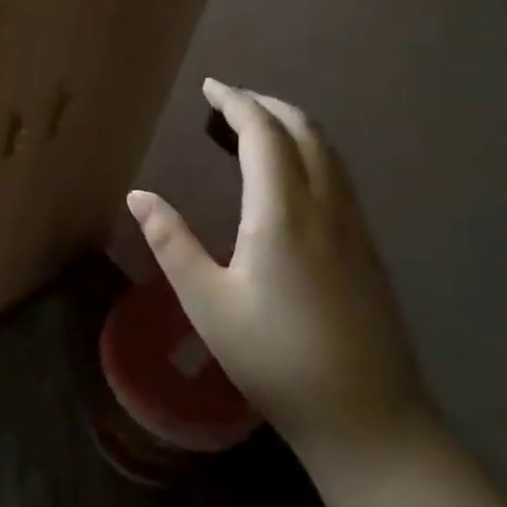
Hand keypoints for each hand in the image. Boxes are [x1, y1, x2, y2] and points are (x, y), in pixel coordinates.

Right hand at [126, 79, 433, 468]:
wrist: (368, 419)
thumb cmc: (275, 360)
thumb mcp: (208, 303)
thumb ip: (172, 243)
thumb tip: (137, 195)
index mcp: (282, 214)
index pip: (263, 134)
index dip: (236, 103)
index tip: (210, 87)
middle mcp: (326, 207)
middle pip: (304, 131)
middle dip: (266, 105)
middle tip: (228, 101)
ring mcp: (354, 227)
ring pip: (328, 152)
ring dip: (291, 126)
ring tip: (254, 127)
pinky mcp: (367, 248)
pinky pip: (338, 176)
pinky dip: (310, 152)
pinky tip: (291, 176)